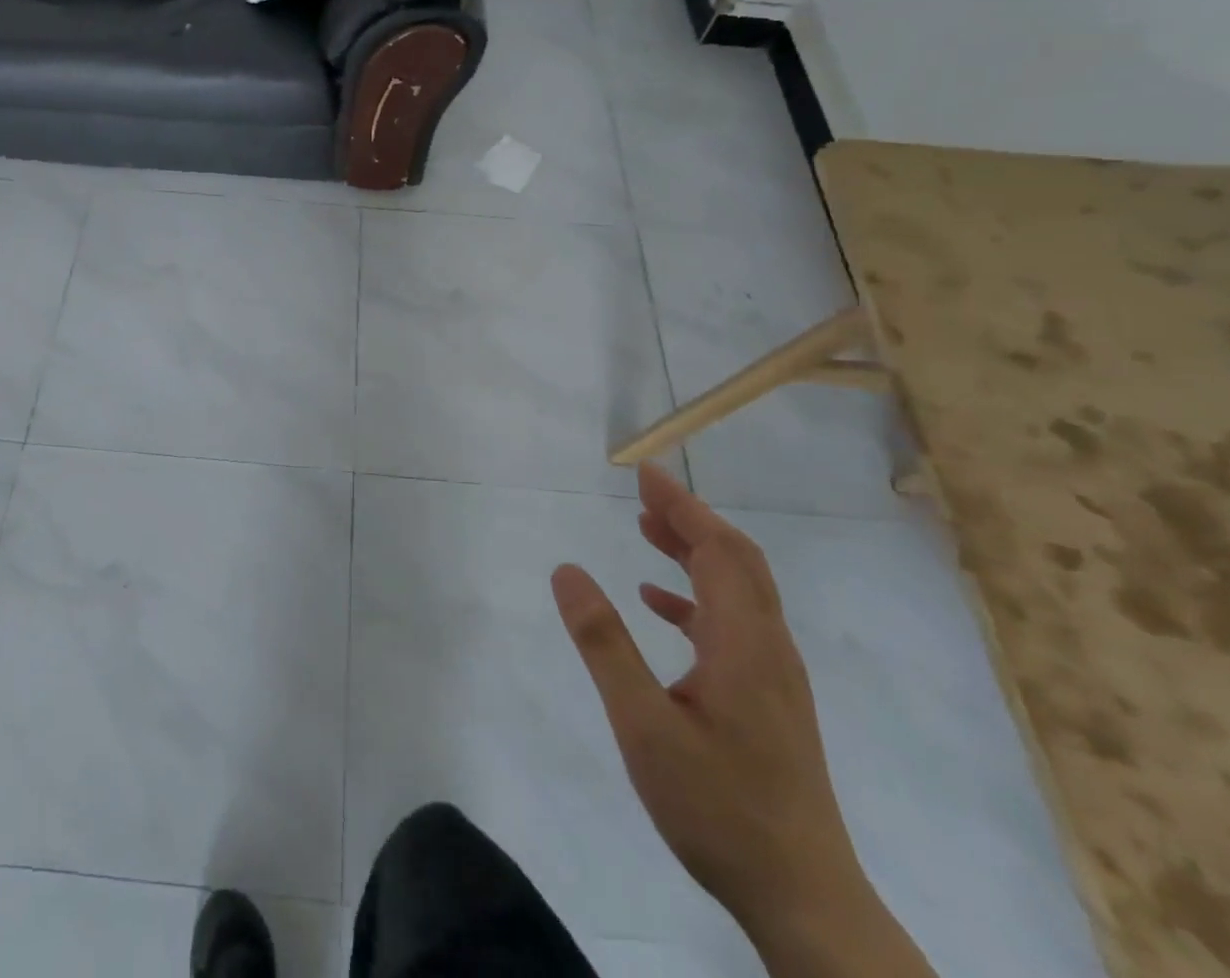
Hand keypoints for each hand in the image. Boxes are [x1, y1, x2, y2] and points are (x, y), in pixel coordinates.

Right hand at [552, 466, 933, 977]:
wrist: (804, 899)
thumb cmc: (718, 807)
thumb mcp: (644, 724)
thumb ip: (604, 644)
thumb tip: (566, 570)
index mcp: (744, 643)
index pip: (718, 550)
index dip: (683, 506)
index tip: (646, 472)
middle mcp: (768, 648)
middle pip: (737, 561)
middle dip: (691, 518)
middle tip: (643, 492)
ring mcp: (774, 676)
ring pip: (739, 590)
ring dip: (696, 552)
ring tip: (646, 530)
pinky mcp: (768, 700)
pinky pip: (734, 624)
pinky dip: (696, 597)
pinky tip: (658, 605)